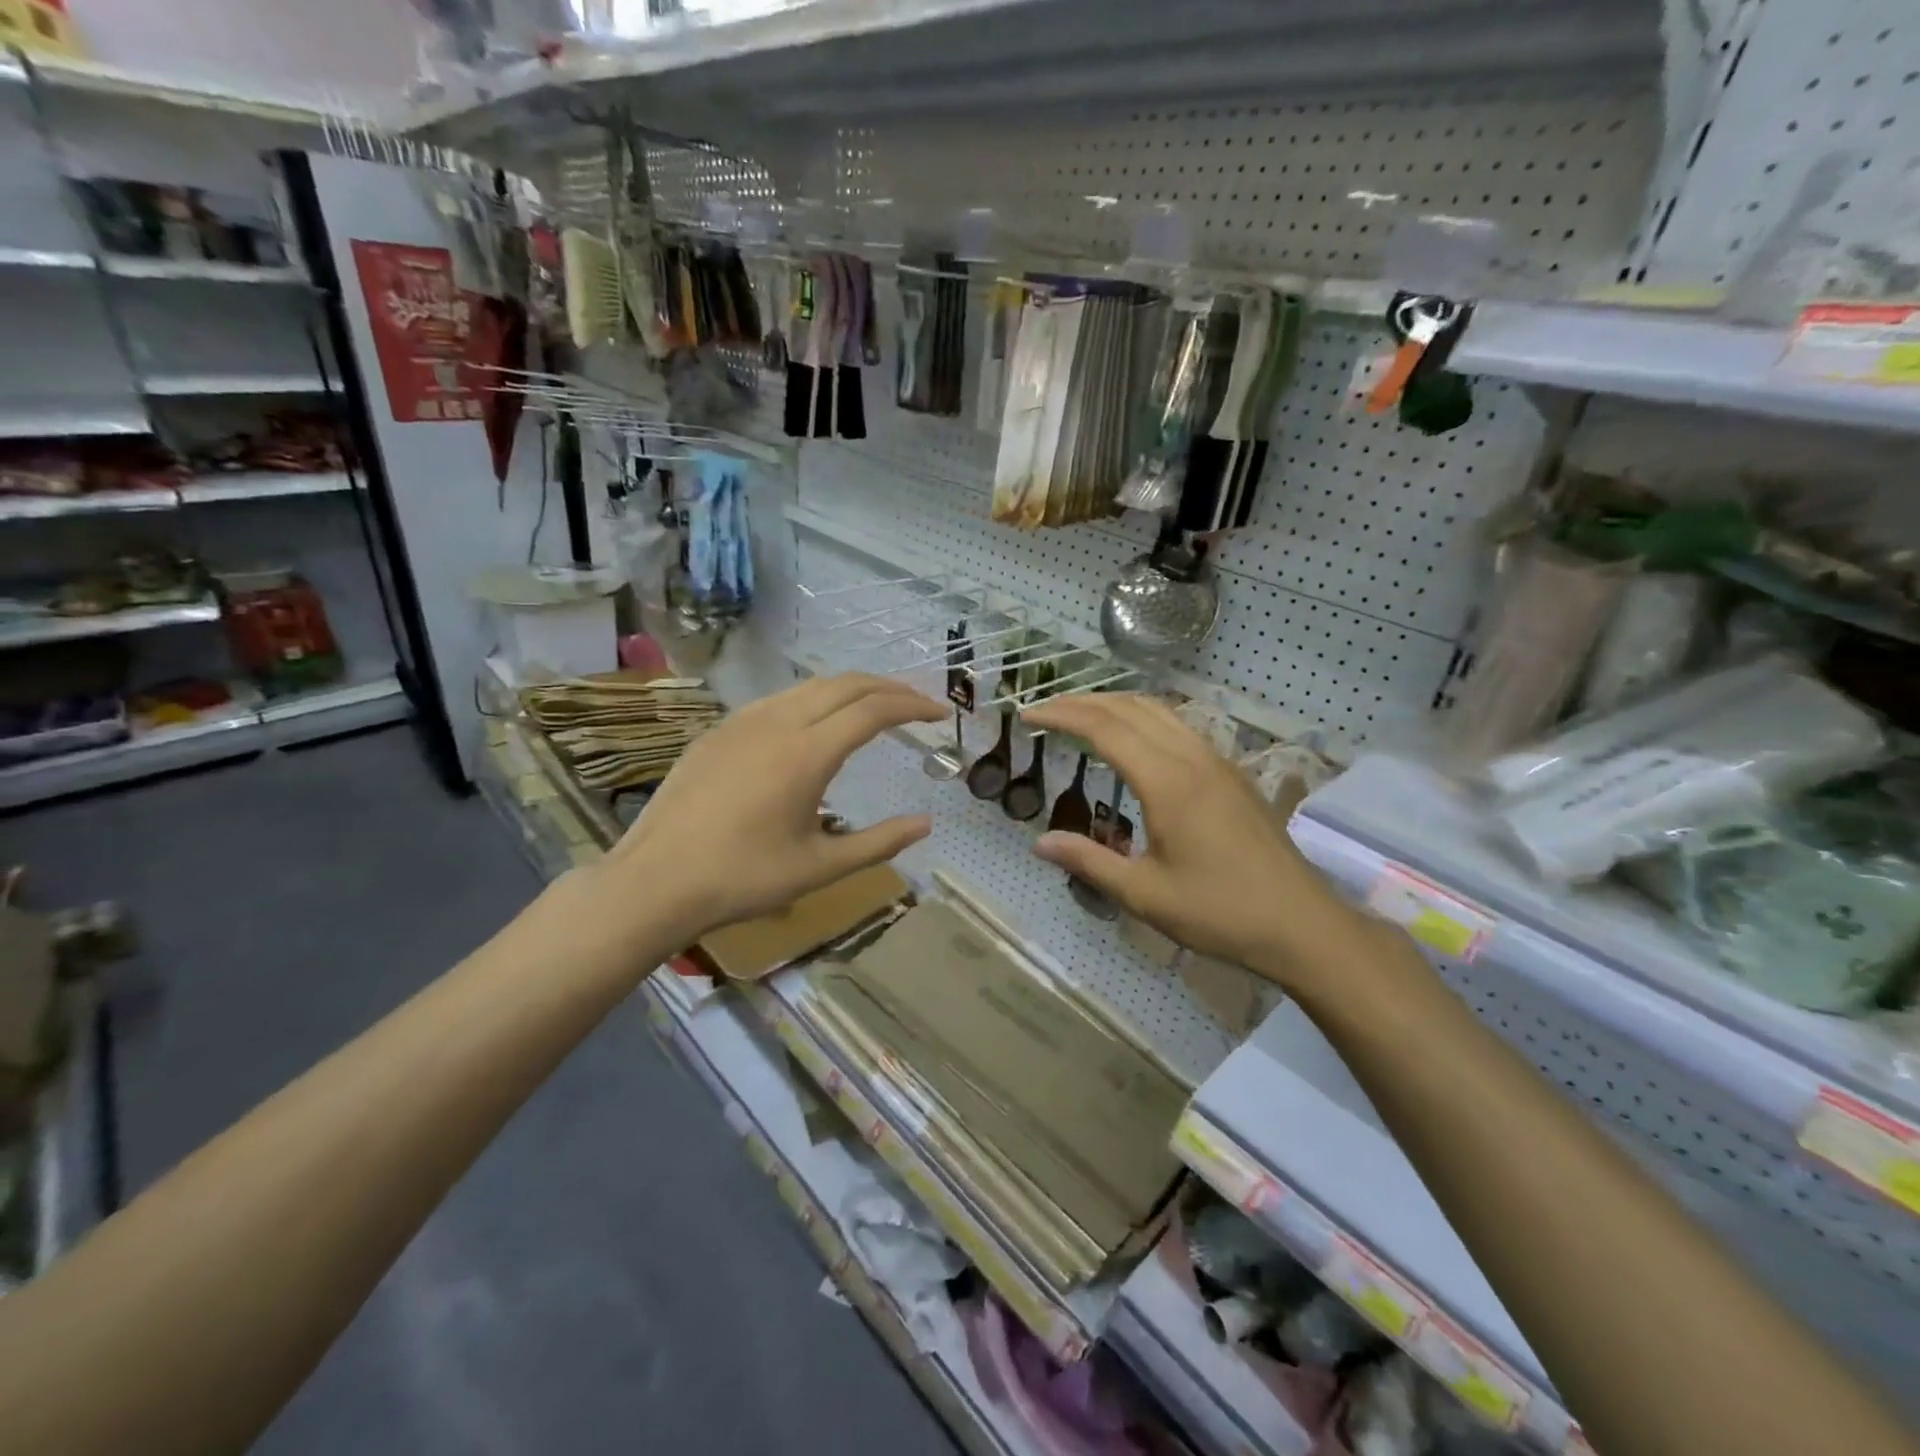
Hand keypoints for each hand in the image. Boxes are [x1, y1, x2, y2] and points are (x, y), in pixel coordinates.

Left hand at [603, 674, 946, 943]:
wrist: (655, 880)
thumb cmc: (743, 878)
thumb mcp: (820, 867)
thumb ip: (878, 842)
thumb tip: (925, 824)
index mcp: (808, 753)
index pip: (874, 711)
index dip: (913, 706)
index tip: (940, 715)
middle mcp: (778, 722)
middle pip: (845, 684)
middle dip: (889, 687)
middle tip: (917, 704)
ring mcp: (743, 721)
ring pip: (809, 686)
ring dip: (851, 689)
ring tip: (875, 708)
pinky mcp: (719, 731)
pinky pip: (778, 700)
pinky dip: (814, 700)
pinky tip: (815, 725)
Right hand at [1021, 694, 1371, 990]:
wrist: (1302, 924)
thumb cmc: (1220, 912)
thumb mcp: (1145, 895)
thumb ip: (1090, 862)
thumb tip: (1039, 843)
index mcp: (1167, 782)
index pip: (1104, 728)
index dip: (1062, 716)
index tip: (1028, 716)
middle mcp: (1192, 758)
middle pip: (1130, 708)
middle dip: (1082, 702)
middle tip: (1045, 711)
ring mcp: (1218, 761)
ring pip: (1159, 711)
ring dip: (1115, 704)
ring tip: (1081, 716)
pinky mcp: (1232, 773)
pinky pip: (1180, 726)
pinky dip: (1144, 718)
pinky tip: (1134, 740)